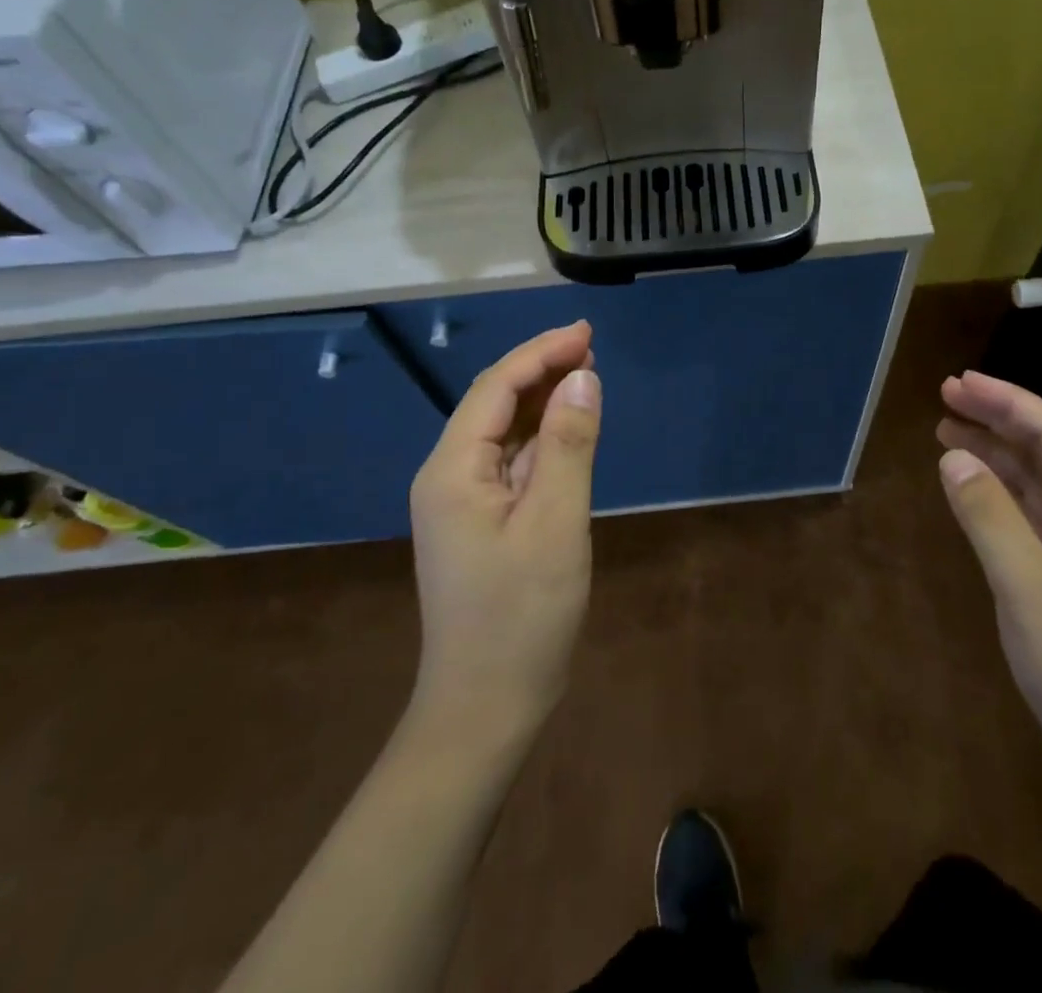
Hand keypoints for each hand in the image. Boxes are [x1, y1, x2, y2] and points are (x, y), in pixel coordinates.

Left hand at [408, 322, 601, 738]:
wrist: (485, 708)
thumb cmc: (521, 616)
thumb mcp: (556, 524)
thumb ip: (570, 445)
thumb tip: (583, 377)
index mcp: (453, 470)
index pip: (496, 388)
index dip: (541, 352)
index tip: (587, 333)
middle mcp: (448, 476)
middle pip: (495, 403)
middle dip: (542, 369)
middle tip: (593, 348)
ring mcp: (462, 500)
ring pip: (504, 431)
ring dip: (544, 399)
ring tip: (587, 375)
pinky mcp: (480, 521)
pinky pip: (511, 461)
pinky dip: (543, 437)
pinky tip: (569, 429)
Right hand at [936, 370, 1041, 804]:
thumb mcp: (1028, 587)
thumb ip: (988, 515)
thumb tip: (952, 456)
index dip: (1008, 401)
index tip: (961, 381)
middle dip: (998, 418)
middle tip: (945, 395)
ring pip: (1036, 481)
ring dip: (995, 452)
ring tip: (946, 428)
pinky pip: (1031, 515)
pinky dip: (999, 492)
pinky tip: (971, 485)